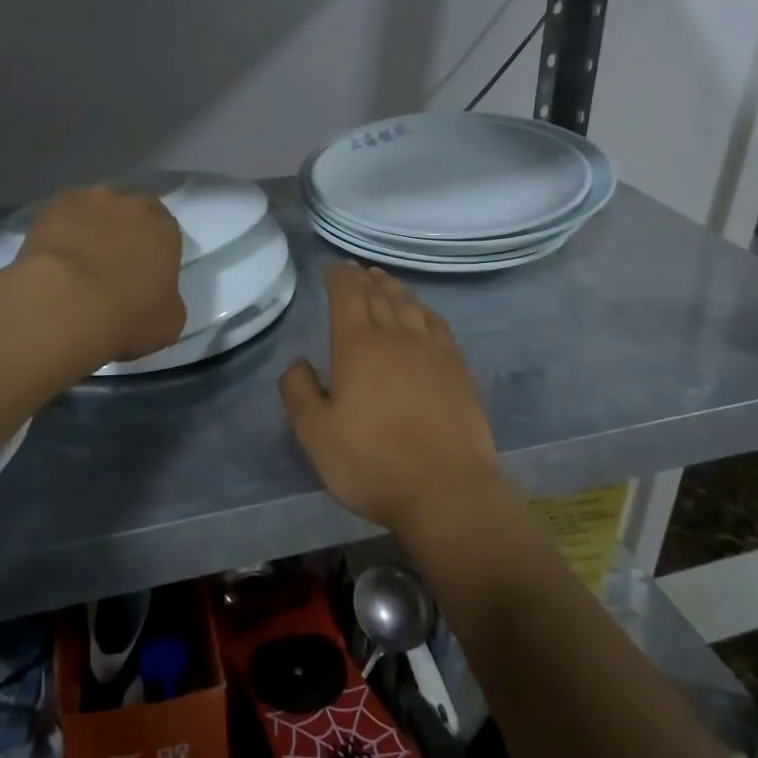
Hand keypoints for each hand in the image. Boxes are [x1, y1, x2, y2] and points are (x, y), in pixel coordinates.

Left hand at [17, 186, 185, 363]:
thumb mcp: (169, 321)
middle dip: (125, 231)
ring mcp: (90, 201)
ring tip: (78, 259)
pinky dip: (61, 230)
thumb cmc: (126, 318)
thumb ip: (167, 296)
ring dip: (92, 226)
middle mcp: (131, 205)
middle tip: (112, 262)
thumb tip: (155, 293)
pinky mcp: (52, 206)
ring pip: (96, 209)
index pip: (165, 230)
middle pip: (131, 212)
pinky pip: (62, 215)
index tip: (144, 269)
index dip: (154, 249)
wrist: (64, 307)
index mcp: (164, 230)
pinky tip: (54, 255)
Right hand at [279, 264, 509, 537]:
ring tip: (385, 280)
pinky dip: (425, 310)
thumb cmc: (372, 463)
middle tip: (356, 270)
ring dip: (394, 288)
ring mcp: (433, 351)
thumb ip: (299, 392)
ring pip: (410, 305)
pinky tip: (423, 313)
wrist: (447, 490)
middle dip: (364, 279)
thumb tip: (298, 362)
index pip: (347, 295)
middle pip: (379, 295)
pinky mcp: (458, 370)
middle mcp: (396, 337)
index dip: (339, 277)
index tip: (333, 268)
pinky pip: (439, 325)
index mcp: (358, 346)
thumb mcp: (315, 434)